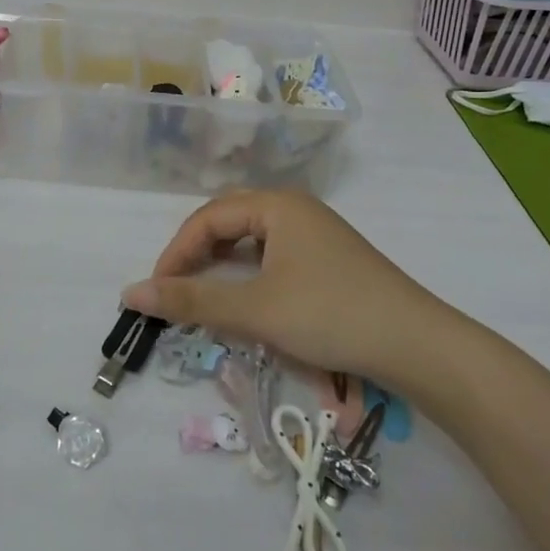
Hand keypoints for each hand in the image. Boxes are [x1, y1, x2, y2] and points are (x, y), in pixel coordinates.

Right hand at [122, 190, 462, 397]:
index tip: (157, 291)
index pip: (207, 218)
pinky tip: (246, 297)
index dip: (175, 253)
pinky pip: (274, 254)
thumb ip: (191, 301)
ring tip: (202, 294)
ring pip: (252, 239)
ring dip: (221, 264)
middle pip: (228, 221)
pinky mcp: (329, 258)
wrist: (418, 345)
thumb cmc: (330, 315)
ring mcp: (316, 232)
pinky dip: (248, 273)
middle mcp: (295, 208)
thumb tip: (130, 294)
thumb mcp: (255, 310)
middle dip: (196, 254)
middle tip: (176, 290)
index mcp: (276, 205)